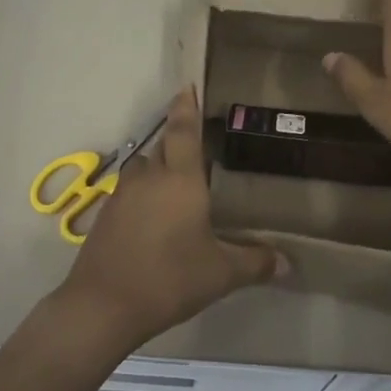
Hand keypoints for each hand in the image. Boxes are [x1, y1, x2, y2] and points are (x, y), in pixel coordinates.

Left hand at [50, 86, 284, 355]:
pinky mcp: (106, 214)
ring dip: (159, 169)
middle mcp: (149, 177)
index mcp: (180, 180)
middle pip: (163, 147)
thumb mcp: (220, 274)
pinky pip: (129, 191)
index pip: (183, 130)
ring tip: (177, 187)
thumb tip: (288, 263)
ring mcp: (122, 195)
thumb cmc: (169, 279)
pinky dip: (143, 194)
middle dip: (177, 143)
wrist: (103, 305)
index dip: (186, 107)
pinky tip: (154, 218)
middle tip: (198, 150)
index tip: (187, 85)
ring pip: (143, 168)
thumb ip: (254, 262)